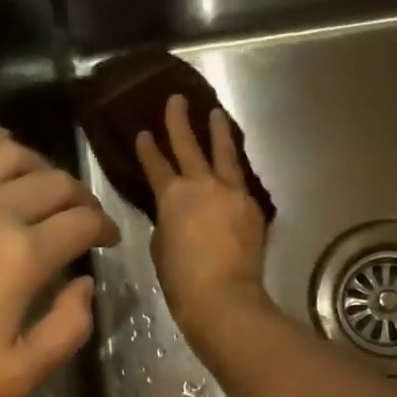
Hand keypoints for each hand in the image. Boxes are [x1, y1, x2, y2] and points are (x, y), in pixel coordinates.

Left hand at [0, 114, 117, 396]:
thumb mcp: (16, 378)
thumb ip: (68, 329)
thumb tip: (85, 282)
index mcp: (21, 256)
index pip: (81, 222)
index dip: (103, 227)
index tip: (105, 237)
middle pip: (53, 183)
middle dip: (78, 197)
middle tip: (79, 213)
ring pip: (8, 153)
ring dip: (37, 165)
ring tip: (38, 182)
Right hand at [136, 94, 270, 341]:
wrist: (224, 297)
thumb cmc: (181, 279)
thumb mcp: (161, 246)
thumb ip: (167, 221)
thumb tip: (177, 215)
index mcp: (172, 196)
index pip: (156, 164)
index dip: (148, 148)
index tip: (143, 132)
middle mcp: (203, 185)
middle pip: (189, 145)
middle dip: (180, 121)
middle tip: (177, 99)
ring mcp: (232, 193)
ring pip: (224, 154)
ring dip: (218, 132)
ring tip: (216, 114)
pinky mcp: (252, 208)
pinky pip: (241, 179)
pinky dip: (234, 168)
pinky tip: (233, 165)